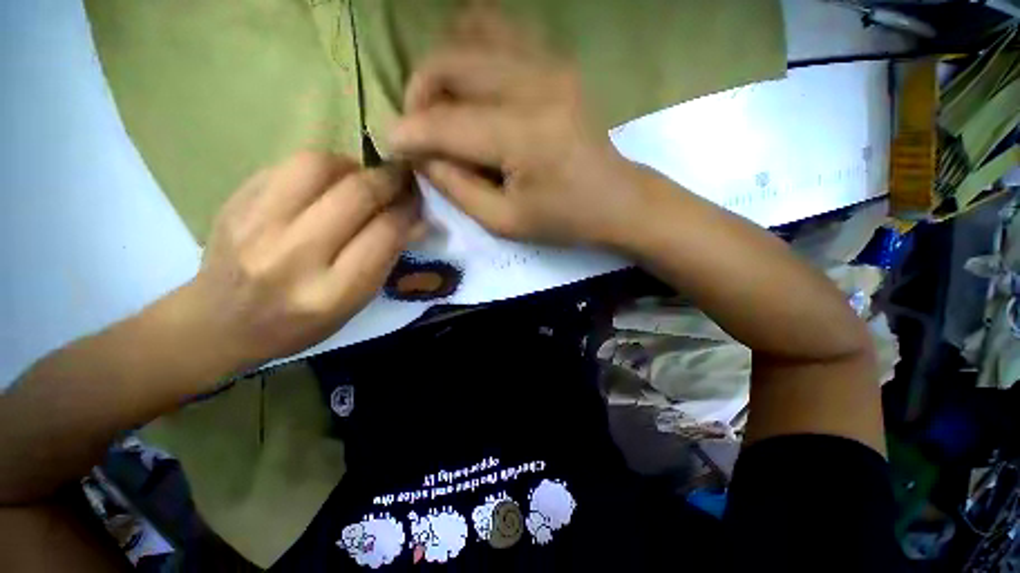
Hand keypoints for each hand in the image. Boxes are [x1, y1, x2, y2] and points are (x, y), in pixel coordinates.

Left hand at [178, 151, 419, 370]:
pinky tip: (326, 181)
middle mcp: (293, 257)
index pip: (385, 234)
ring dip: (352, 166)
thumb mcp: (353, 304)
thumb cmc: (299, 323)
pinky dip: (319, 167)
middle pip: (356, 195)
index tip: (418, 201)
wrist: (219, 323)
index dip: (408, 211)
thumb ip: (385, 260)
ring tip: (361, 178)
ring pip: (318, 167)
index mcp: (332, 293)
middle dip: (389, 180)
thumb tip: (416, 220)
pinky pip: (286, 166)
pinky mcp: (233, 203)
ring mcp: (256, 225)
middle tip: (402, 178)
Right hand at [388, 9, 643, 246]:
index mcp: (523, 138)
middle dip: (419, 93)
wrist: (616, 200)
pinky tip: (472, 85)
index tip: (389, 144)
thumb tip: (421, 156)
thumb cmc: (563, 220)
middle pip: (451, 64)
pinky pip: (501, 35)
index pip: (446, 124)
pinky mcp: (557, 63)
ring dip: (443, 71)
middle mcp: (534, 86)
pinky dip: (472, 52)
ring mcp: (549, 66)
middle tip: (419, 128)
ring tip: (444, 108)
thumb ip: (457, 188)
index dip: (409, 133)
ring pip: (471, 38)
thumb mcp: (505, 222)